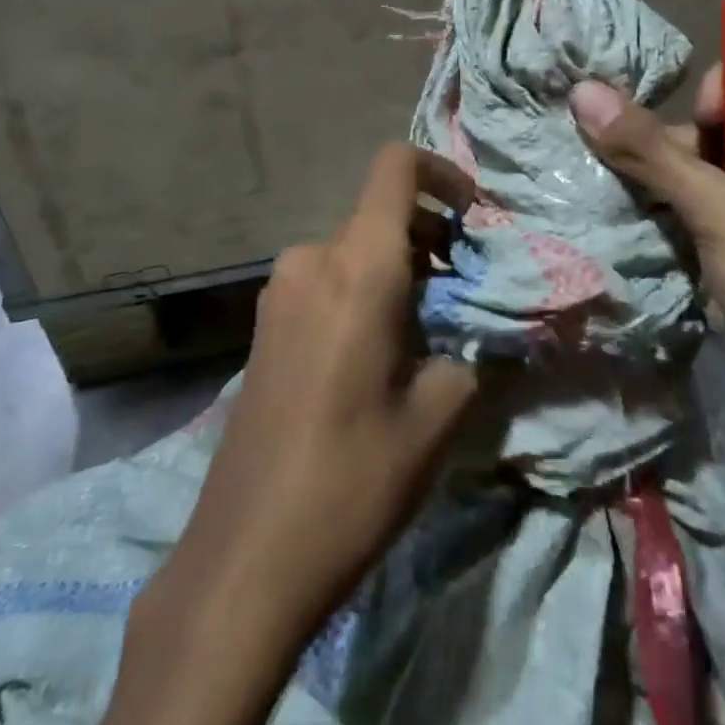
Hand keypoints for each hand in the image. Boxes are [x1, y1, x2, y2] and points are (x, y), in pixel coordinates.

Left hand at [160, 143, 480, 636]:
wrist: (246, 556)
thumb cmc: (352, 479)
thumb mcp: (437, 416)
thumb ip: (470, 351)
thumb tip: (477, 330)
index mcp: (357, 267)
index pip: (395, 168)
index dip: (441, 173)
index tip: (475, 217)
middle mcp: (311, 260)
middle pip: (379, 214)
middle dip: (432, 237)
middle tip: (466, 292)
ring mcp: (279, 291)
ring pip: (354, 250)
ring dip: (399, 269)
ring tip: (429, 331)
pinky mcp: (265, 324)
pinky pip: (327, 280)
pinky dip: (364, 290)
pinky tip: (380, 353)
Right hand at [568, 70, 724, 428]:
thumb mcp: (721, 214)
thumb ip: (651, 151)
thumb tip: (584, 91)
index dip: (721, 104)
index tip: (696, 151)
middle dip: (701, 155)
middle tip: (675, 197)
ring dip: (702, 191)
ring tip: (674, 222)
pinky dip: (721, 219)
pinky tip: (693, 243)